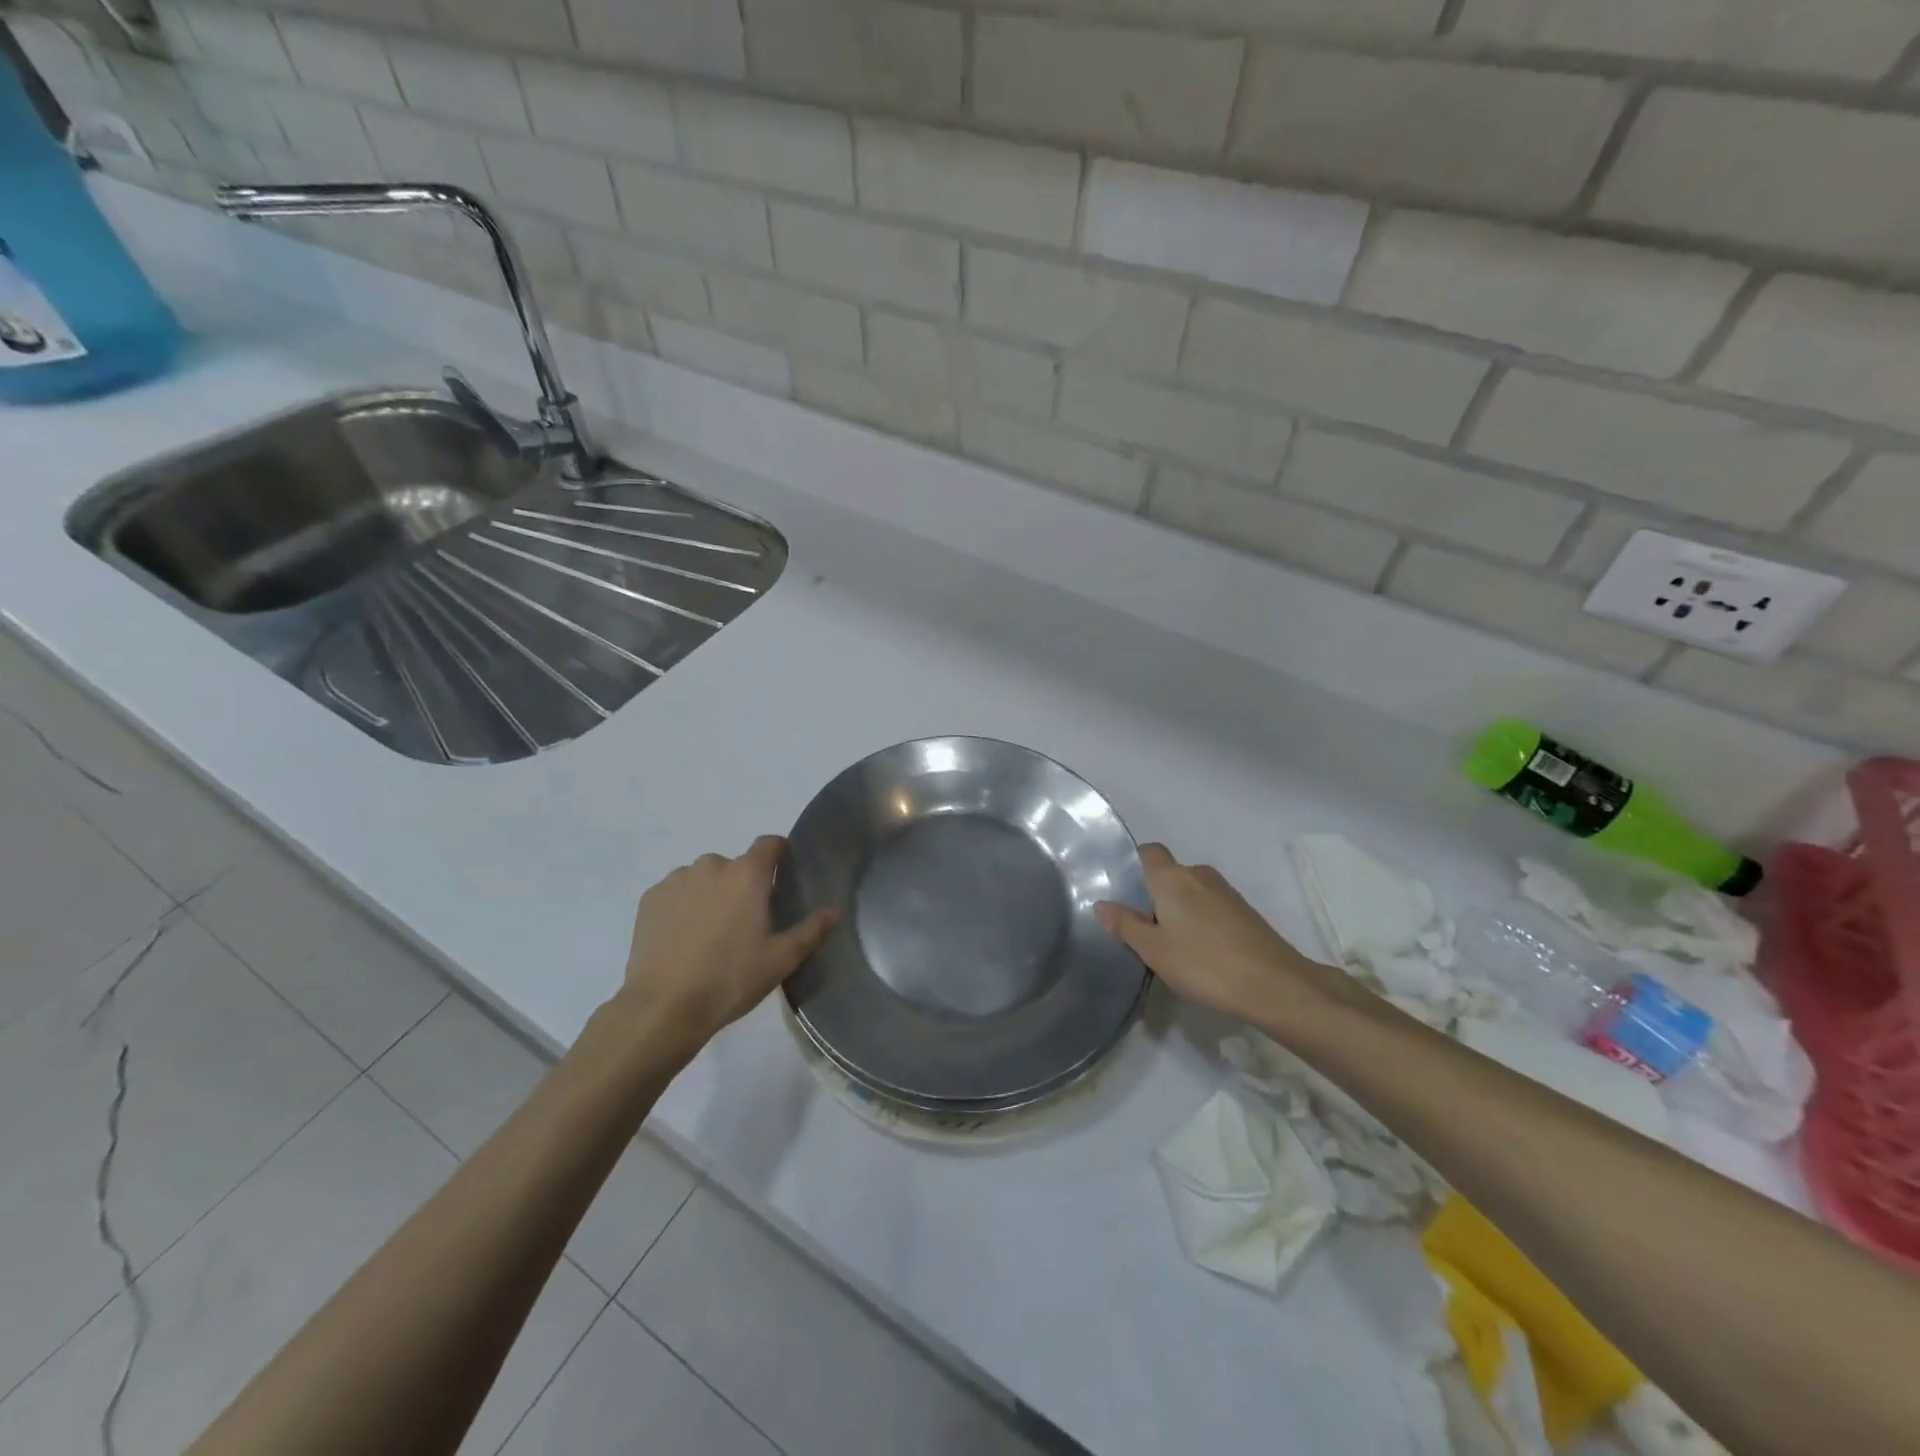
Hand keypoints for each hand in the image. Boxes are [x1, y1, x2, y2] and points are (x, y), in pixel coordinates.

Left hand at [620, 837, 837, 1050]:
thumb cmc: (731, 979)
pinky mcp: (650, 899)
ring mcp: (676, 880)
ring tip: (710, 935)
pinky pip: (675, 892)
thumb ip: (811, 930)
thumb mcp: (781, 960)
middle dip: (742, 886)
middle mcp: (711, 866)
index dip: (779, 855)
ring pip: (704, 878)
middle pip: (735, 865)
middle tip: (745, 923)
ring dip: (711, 895)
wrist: (663, 1007)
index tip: (781, 879)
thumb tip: (835, 910)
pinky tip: (683, 939)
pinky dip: (682, 907)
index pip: (770, 844)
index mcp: (747, 874)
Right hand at [1096, 843, 1357, 1030]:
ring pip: (1193, 891)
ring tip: (1171, 943)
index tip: (1125, 890)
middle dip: (1156, 894)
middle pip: (1170, 873)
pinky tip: (1201, 952)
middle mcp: (1199, 874)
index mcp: (1172, 877)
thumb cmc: (1203, 963)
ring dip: (1181, 909)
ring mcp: (1226, 892)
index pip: (1149, 851)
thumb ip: (1125, 925)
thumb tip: (1101, 903)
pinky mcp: (1246, 913)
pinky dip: (1202, 921)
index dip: (1136, 864)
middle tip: (1143, 927)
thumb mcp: (1153, 949)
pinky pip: (1212, 907)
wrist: (1275, 985)